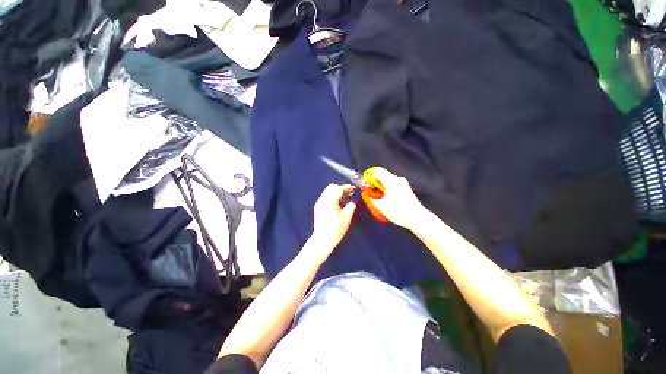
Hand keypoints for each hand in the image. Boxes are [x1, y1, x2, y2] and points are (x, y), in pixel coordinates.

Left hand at [311, 184, 356, 252]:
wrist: (322, 240)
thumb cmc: (336, 229)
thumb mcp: (347, 217)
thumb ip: (351, 205)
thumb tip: (353, 200)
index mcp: (329, 201)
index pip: (338, 188)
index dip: (347, 187)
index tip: (355, 190)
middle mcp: (322, 200)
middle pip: (332, 187)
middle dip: (342, 188)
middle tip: (350, 193)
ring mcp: (319, 203)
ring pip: (328, 191)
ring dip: (337, 191)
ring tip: (346, 197)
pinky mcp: (318, 207)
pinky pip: (326, 196)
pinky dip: (333, 196)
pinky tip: (339, 202)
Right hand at [369, 168, 426, 230]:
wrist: (418, 218)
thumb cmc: (398, 211)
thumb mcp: (380, 205)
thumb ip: (370, 197)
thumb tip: (366, 192)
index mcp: (391, 180)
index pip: (377, 171)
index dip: (369, 177)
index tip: (366, 186)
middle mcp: (398, 179)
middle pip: (382, 175)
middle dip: (374, 183)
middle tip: (371, 193)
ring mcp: (403, 183)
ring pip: (388, 180)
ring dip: (381, 187)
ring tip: (378, 198)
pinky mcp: (406, 188)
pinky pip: (393, 184)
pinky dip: (387, 189)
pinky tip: (387, 199)